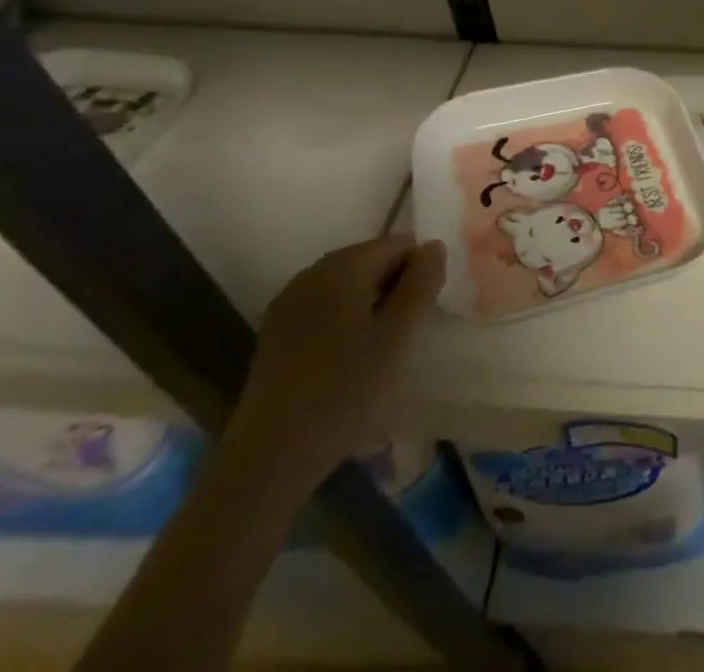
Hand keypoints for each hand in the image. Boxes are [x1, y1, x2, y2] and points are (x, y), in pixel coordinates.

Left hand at [222, 236, 444, 491]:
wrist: (270, 459)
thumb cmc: (345, 391)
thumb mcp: (399, 336)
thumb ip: (421, 283)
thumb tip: (433, 245)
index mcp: (341, 267)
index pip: (398, 244)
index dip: (420, 271)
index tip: (424, 311)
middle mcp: (311, 274)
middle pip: (371, 260)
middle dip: (396, 286)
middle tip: (408, 331)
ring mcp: (289, 305)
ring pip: (348, 286)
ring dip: (373, 304)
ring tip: (383, 347)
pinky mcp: (276, 335)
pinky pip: (325, 308)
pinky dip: (347, 320)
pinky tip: (351, 358)